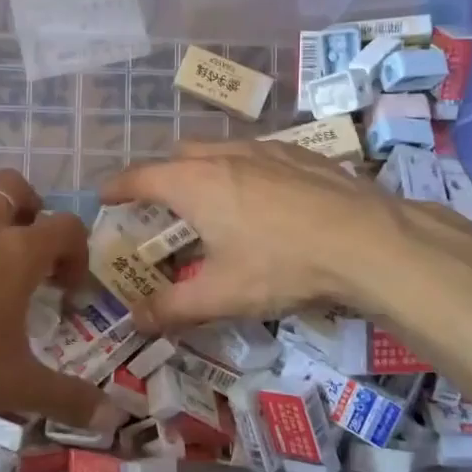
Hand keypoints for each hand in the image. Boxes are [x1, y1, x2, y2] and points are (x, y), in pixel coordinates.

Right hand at [100, 140, 402, 328]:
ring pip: (221, 149)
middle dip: (162, 174)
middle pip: (180, 155)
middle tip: (160, 204)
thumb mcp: (222, 295)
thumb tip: (134, 322)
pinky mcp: (302, 156)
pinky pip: (258, 154)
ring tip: (211, 197)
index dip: (119, 186)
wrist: (366, 240)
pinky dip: (244, 169)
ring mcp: (267, 151)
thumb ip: (172, 308)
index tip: (105, 195)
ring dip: (204, 167)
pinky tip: (265, 196)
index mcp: (195, 184)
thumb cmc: (281, 265)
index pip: (141, 178)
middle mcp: (225, 157)